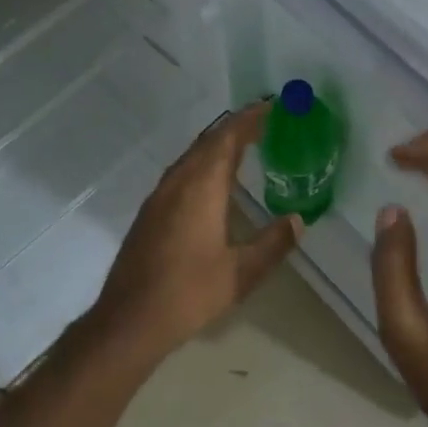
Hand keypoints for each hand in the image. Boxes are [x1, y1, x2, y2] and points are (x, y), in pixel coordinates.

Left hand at [93, 101, 300, 360]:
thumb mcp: (240, 273)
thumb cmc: (188, 293)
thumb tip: (298, 220)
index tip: (271, 106)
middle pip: (208, 142)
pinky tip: (212, 181)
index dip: (249, 119)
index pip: (227, 139)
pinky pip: (181, 172)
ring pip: (191, 156)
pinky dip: (203, 163)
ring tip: (244, 144)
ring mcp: (159, 197)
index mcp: (201, 188)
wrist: (129, 320)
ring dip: (217, 145)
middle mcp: (178, 183)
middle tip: (264, 121)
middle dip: (235, 127)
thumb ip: (272, 243)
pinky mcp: (150, 212)